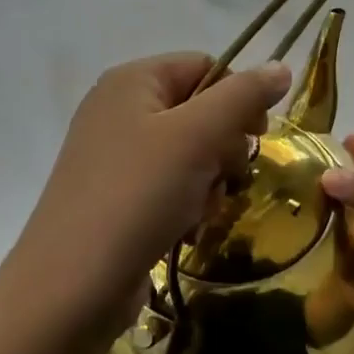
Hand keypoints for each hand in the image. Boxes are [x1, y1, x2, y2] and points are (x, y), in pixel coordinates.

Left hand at [8, 53, 291, 331]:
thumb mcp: (198, 135)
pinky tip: (185, 228)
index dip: (238, 96)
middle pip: (200, 110)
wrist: (73, 287)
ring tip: (201, 209)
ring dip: (210, 181)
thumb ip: (243, 96)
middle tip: (226, 176)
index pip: (205, 66)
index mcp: (133, 81)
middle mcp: (120, 110)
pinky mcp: (118, 197)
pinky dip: (187, 204)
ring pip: (192, 153)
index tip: (257, 135)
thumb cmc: (138, 195)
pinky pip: (171, 186)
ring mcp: (115, 156)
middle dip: (224, 146)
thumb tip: (281, 66)